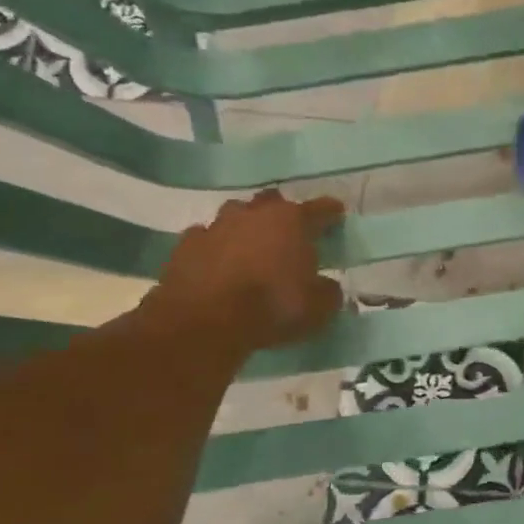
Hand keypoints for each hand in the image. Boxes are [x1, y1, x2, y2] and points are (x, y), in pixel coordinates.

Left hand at [144, 190, 344, 350]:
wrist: (204, 321)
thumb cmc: (271, 307)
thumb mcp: (318, 308)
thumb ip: (328, 292)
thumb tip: (328, 286)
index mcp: (293, 222)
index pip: (320, 209)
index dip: (331, 212)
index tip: (337, 213)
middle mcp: (255, 214)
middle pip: (273, 202)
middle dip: (282, 214)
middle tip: (289, 232)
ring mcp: (217, 226)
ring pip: (236, 214)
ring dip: (245, 226)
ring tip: (250, 245)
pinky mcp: (186, 244)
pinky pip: (205, 238)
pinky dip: (214, 247)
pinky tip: (216, 262)